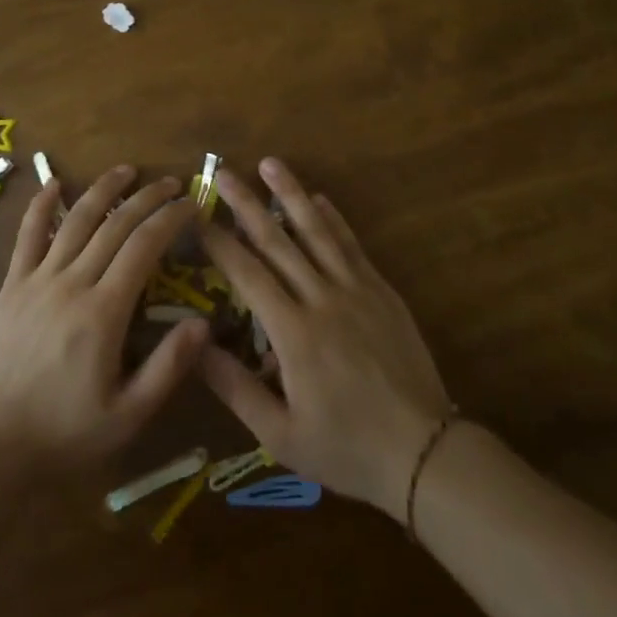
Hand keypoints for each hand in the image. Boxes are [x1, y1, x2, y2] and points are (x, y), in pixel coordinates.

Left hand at [0, 165, 207, 471]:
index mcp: (104, 312)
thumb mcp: (127, 415)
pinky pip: (27, 235)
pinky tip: (54, 184)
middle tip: (172, 183)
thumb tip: (204, 324)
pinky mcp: (12, 284)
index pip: (144, 247)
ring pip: (75, 220)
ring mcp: (38, 279)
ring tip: (127, 170)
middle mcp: (72, 283)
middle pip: (115, 224)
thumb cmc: (66, 432)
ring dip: (103, 190)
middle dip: (147, 197)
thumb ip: (167, 367)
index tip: (192, 204)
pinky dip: (41, 206)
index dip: (170, 219)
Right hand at [197, 159, 453, 520]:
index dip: (219, 242)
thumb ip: (235, 387)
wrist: (423, 452)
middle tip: (223, 171)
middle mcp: (321, 299)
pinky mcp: (381, 292)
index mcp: (293, 333)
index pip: (247, 274)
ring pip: (316, 231)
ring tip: (270, 163)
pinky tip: (320, 198)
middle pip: (277, 241)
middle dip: (246, 203)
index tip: (196, 215)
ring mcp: (355, 290)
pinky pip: (352, 246)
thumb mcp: (280, 433)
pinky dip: (334, 219)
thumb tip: (194, 343)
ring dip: (291, 194)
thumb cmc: (345, 447)